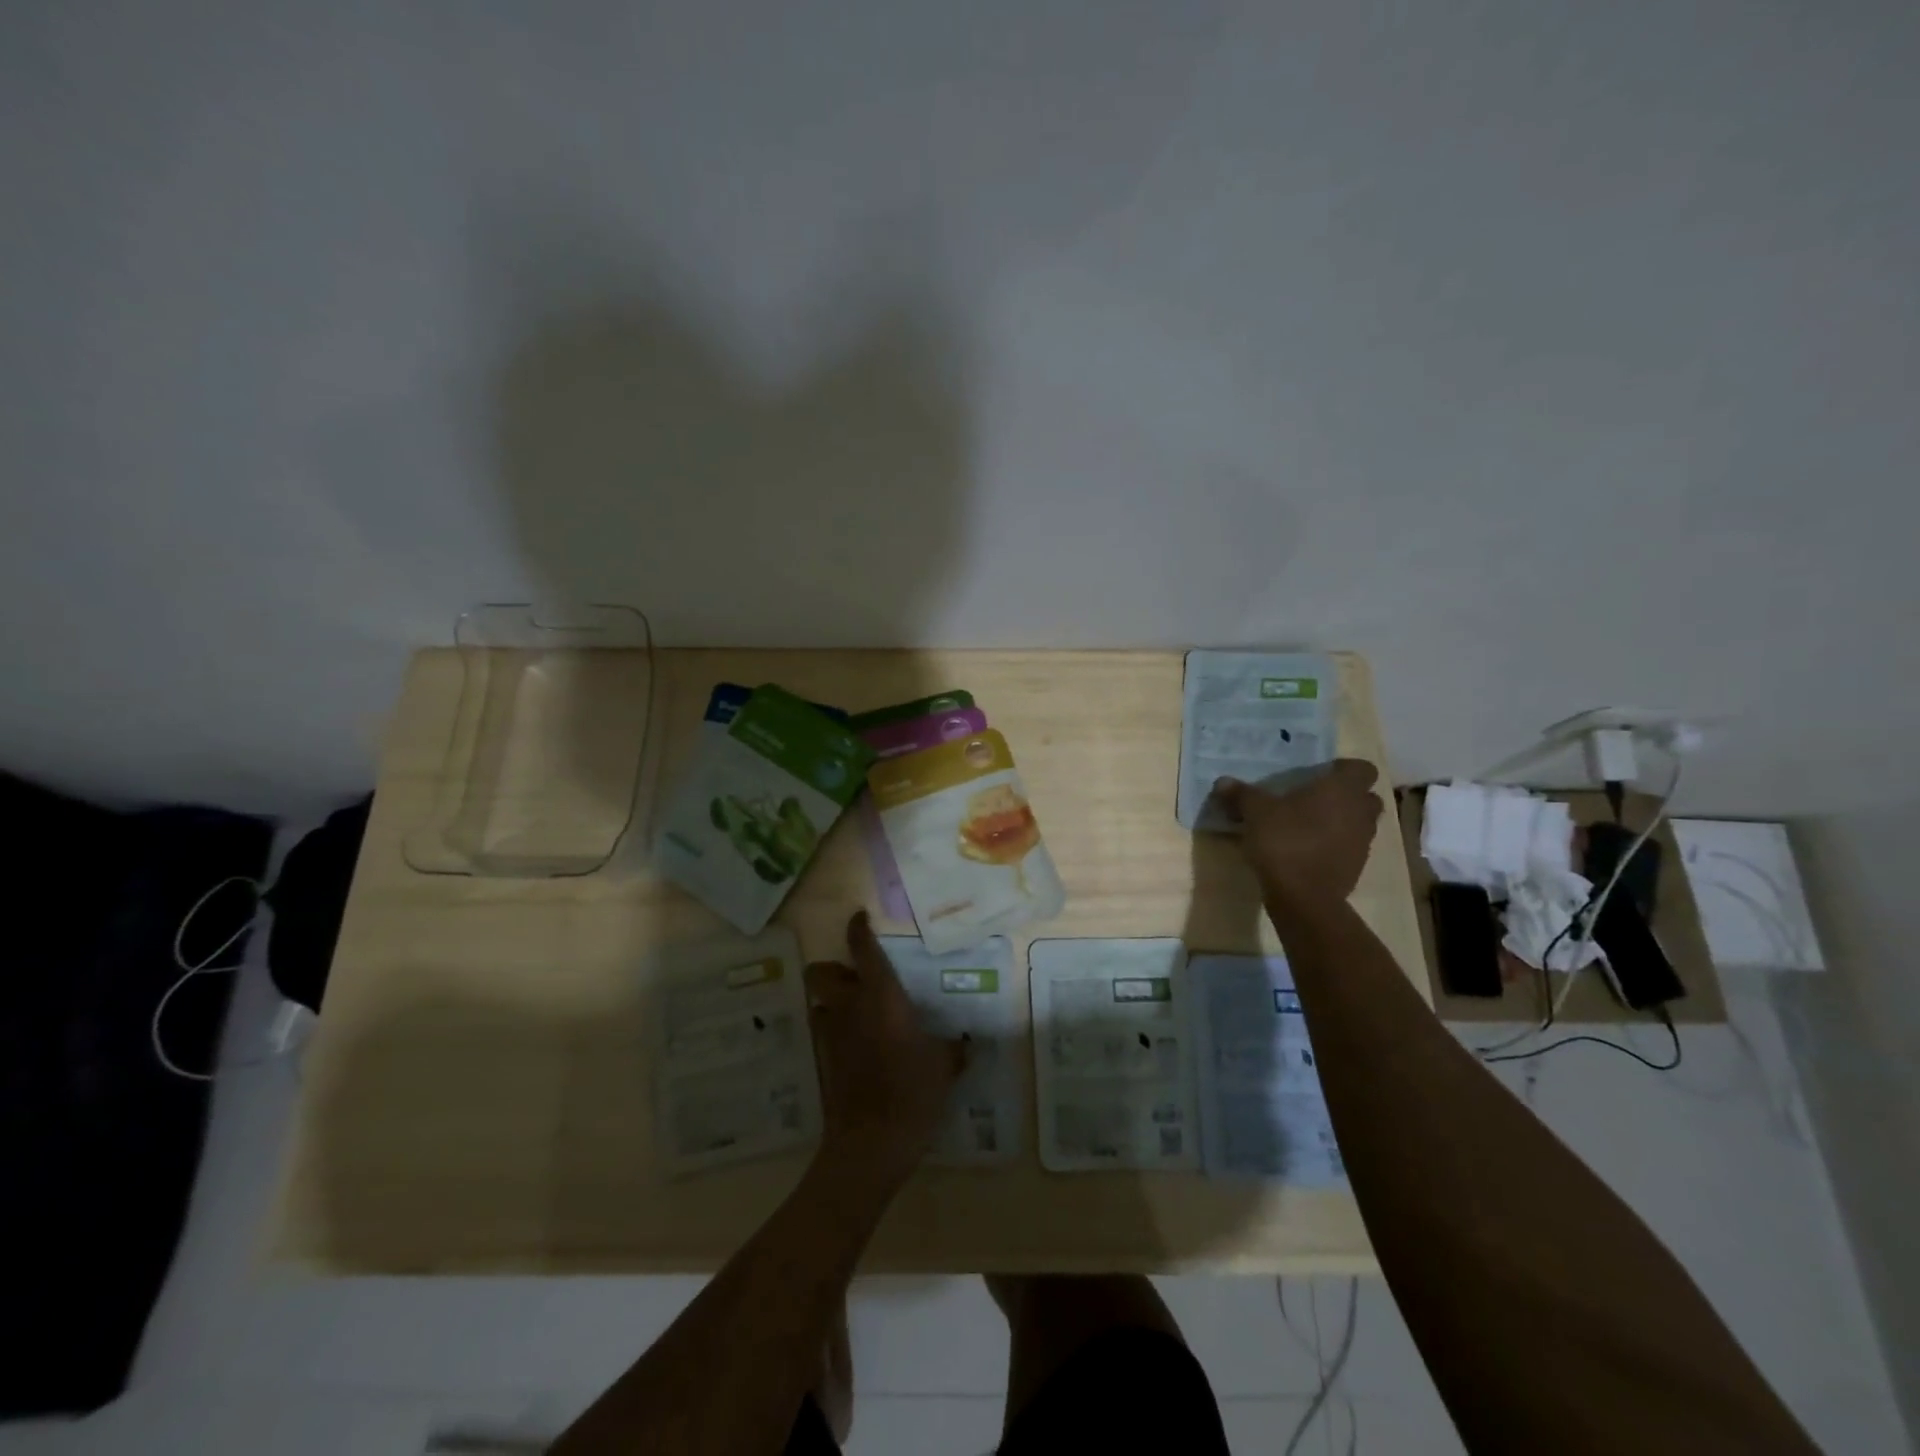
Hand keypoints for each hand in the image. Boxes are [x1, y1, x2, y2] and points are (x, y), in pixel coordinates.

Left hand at [805, 911, 966, 1185]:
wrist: (872, 1142)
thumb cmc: (913, 1091)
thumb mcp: (944, 1066)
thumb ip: (953, 1048)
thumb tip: (966, 1042)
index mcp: (881, 995)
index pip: (862, 948)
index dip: (858, 928)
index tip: (860, 918)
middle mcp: (849, 1006)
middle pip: (821, 971)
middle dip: (833, 968)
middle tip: (856, 978)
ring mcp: (831, 1033)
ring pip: (819, 1001)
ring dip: (832, 1000)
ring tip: (856, 1012)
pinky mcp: (822, 1060)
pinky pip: (823, 1030)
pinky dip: (833, 1028)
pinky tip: (854, 1044)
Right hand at [1211, 759, 1382, 904]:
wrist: (1304, 897)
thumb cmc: (1285, 841)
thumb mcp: (1255, 812)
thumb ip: (1241, 794)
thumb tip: (1222, 782)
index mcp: (1342, 790)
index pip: (1362, 768)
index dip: (1343, 769)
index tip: (1320, 774)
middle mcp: (1360, 812)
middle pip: (1366, 796)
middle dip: (1347, 796)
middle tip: (1315, 798)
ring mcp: (1362, 842)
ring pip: (1360, 823)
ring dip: (1341, 821)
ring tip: (1308, 824)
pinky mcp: (1356, 868)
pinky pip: (1349, 847)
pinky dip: (1335, 845)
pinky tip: (1307, 849)